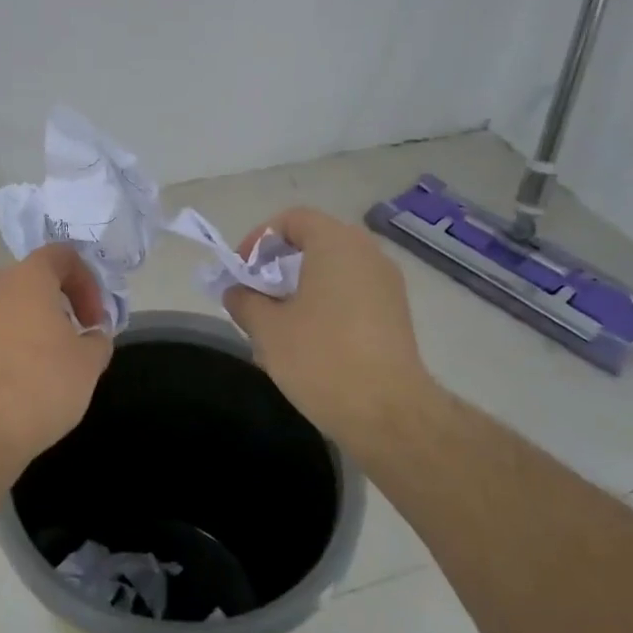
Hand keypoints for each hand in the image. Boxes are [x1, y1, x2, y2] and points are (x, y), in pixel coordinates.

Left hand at [0, 243, 113, 476]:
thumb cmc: (39, 386)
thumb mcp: (88, 364)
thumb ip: (97, 340)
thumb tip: (91, 335)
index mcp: (27, 278)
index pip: (61, 256)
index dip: (87, 282)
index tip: (95, 320)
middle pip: (32, 282)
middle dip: (58, 307)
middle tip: (75, 342)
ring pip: (7, 310)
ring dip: (31, 328)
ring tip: (47, 367)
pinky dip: (6, 349)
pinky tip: (17, 385)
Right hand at [222, 207, 436, 458]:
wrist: (387, 412)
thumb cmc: (321, 358)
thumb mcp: (267, 328)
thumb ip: (244, 300)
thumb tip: (235, 291)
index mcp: (336, 244)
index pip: (293, 219)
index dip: (260, 239)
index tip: (242, 272)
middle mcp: (367, 253)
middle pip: (315, 241)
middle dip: (279, 264)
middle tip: (256, 295)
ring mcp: (387, 283)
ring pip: (335, 269)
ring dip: (303, 285)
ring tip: (280, 320)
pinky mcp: (396, 313)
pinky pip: (353, 292)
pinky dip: (327, 302)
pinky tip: (311, 339)